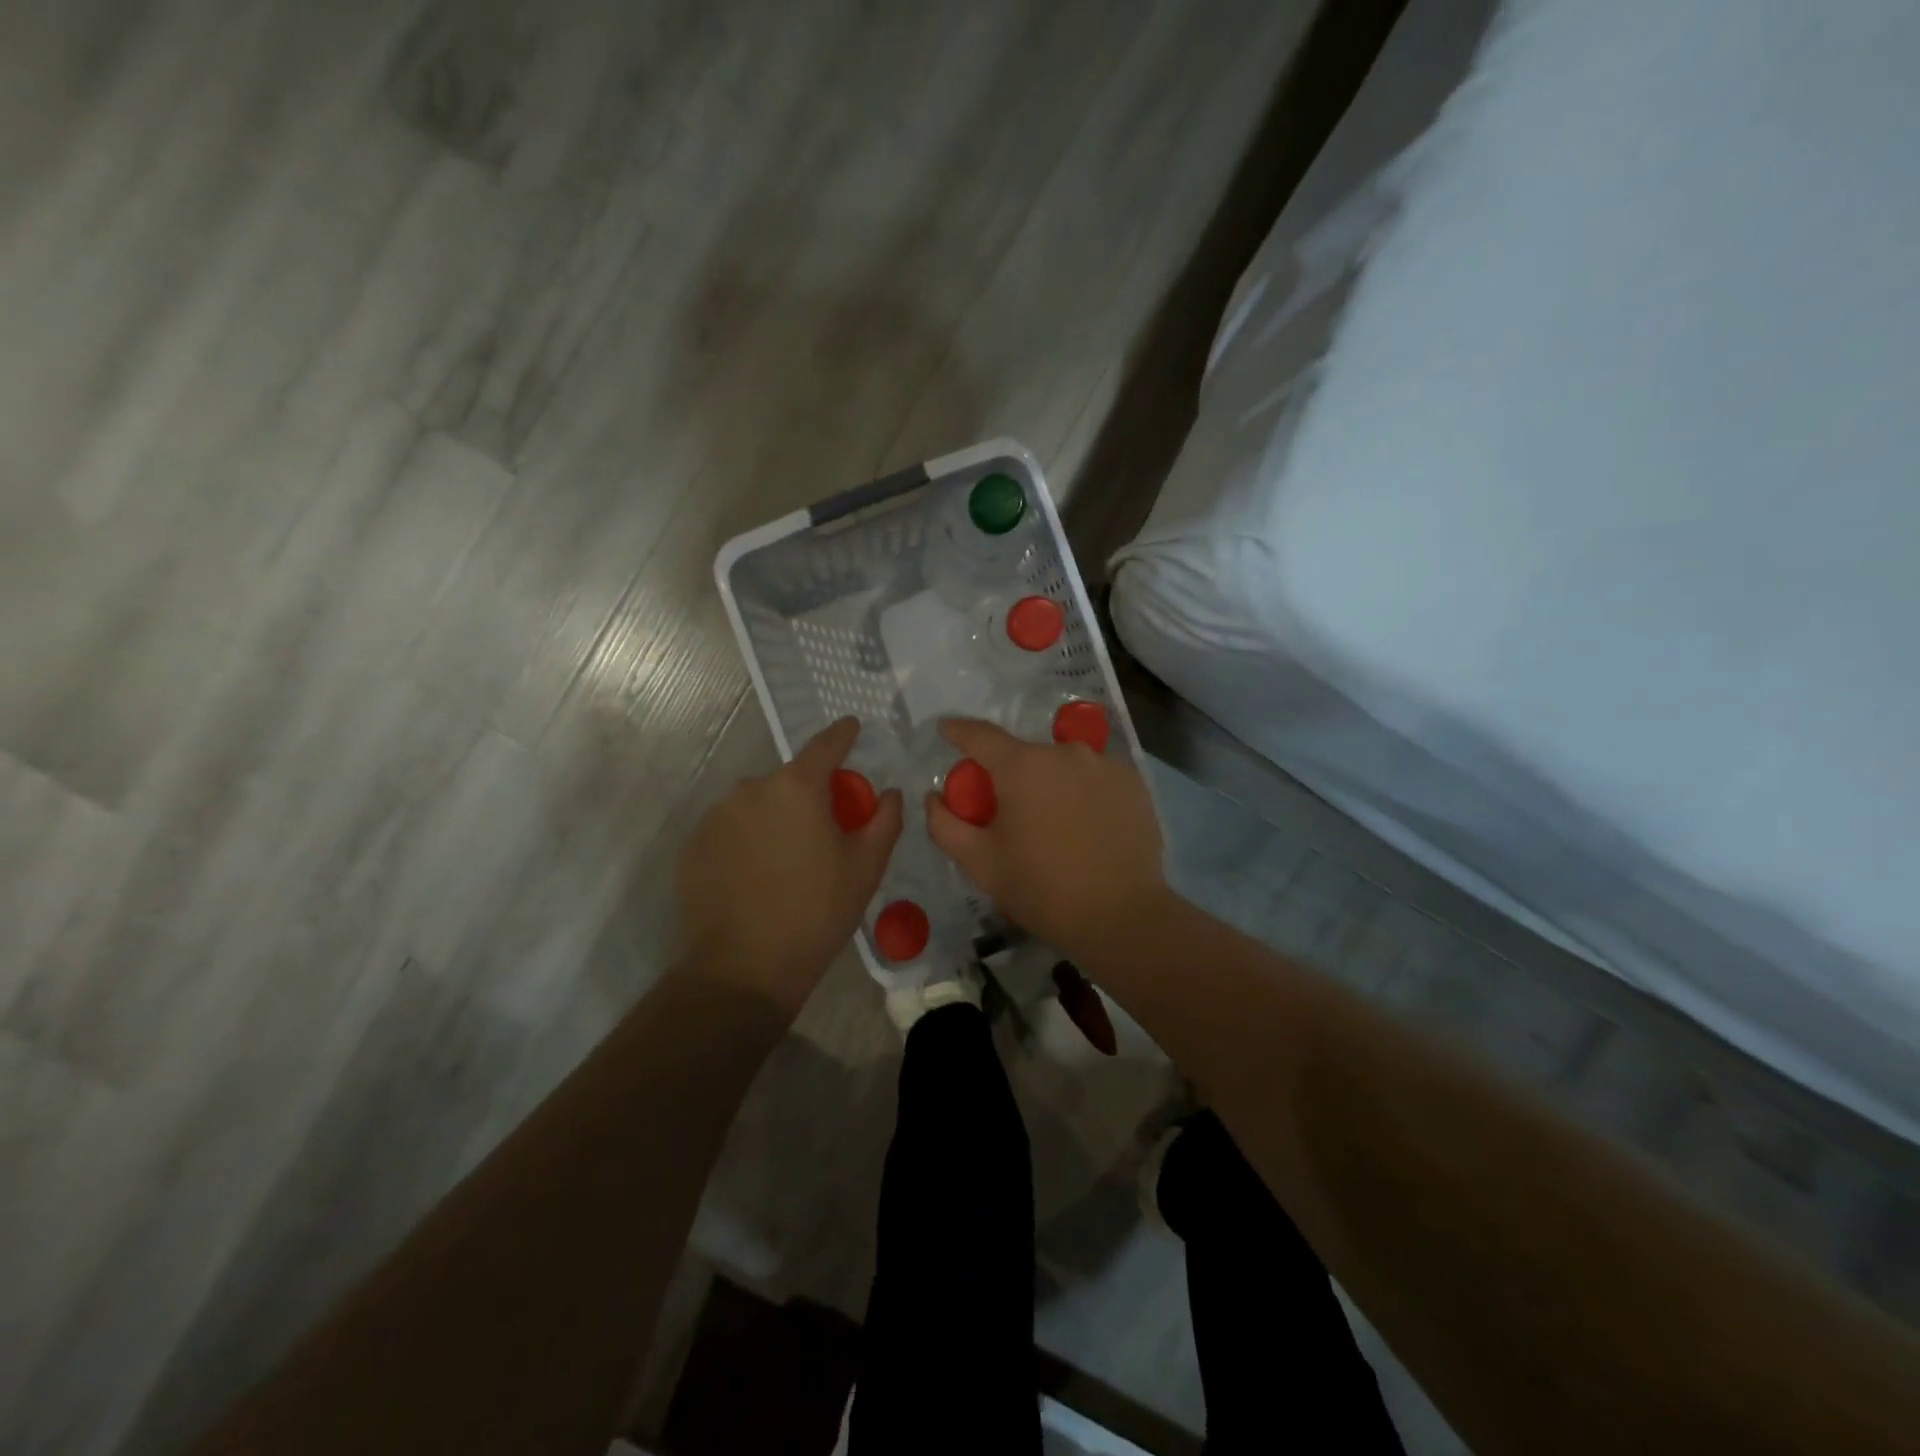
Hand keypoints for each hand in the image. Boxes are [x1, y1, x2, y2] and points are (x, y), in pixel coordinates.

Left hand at [676, 717, 902, 1015]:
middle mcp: (750, 789)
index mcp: (796, 787)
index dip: (843, 735)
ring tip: (786, 862)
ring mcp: (715, 816)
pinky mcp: (693, 845)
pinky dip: (747, 841)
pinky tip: (756, 877)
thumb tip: (890, 793)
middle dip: (809, 795)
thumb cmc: (816, 912)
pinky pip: (730, 830)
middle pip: (789, 780)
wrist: (743, 969)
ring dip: (775, 818)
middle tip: (824, 831)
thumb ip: (884, 820)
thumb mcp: (866, 868)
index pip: (825, 745)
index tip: (852, 726)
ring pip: (757, 805)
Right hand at [925, 718, 1168, 963]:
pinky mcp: (1133, 782)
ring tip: (1053, 825)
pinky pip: (1095, 778)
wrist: (1121, 916)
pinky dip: (1083, 793)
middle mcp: (1064, 753)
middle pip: (1025, 756)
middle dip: (1010, 776)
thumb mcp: (981, 863)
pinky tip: (1086, 827)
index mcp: (1022, 767)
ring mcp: (1104, 764)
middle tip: (1008, 812)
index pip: (980, 735)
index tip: (946, 730)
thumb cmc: (1042, 889)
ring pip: (1063, 766)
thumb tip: (934, 797)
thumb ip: (946, 825)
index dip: (958, 731)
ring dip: (1050, 785)